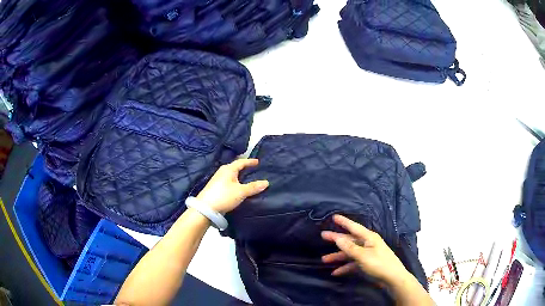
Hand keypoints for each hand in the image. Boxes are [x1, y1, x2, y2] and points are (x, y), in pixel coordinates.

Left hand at [196, 159, 268, 213]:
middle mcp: (222, 171)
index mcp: (228, 169)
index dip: (250, 162)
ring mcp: (217, 179)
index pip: (241, 162)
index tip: (257, 162)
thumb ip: (253, 187)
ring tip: (246, 178)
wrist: (206, 208)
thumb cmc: (224, 196)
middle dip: (244, 168)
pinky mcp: (215, 187)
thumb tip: (266, 182)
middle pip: (235, 167)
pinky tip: (237, 187)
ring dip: (239, 175)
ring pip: (231, 174)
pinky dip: (234, 181)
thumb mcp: (241, 192)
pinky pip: (228, 180)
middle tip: (252, 169)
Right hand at [321, 215, 408, 284]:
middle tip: (323, 236)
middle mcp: (368, 244)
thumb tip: (338, 238)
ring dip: (338, 257)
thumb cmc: (379, 264)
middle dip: (337, 240)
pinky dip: (345, 267)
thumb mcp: (363, 256)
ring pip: (350, 253)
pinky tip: (336, 272)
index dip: (344, 222)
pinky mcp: (367, 263)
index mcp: (369, 238)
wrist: (393, 278)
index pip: (354, 227)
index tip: (334, 217)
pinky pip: (353, 263)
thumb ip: (349, 247)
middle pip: (350, 240)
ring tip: (324, 260)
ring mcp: (367, 254)